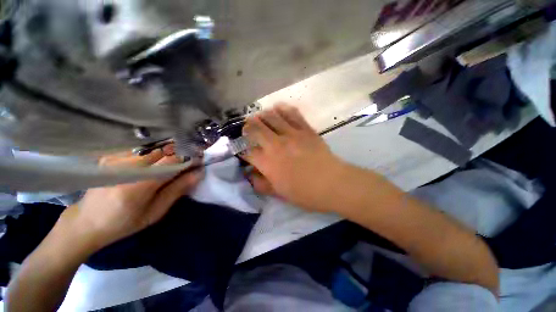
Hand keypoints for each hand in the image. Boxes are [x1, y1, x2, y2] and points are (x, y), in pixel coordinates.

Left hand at [63, 148, 203, 249]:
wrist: (86, 221)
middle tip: (191, 158)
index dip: (189, 157)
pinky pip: (142, 146)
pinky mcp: (112, 155)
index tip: (201, 159)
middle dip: (182, 151)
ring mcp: (116, 157)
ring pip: (154, 145)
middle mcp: (125, 166)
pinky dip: (156, 149)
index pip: (172, 160)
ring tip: (177, 158)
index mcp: (137, 184)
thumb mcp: (156, 211)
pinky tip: (159, 157)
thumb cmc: (124, 222)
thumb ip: (178, 189)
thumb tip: (199, 172)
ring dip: (171, 149)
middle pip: (164, 148)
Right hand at [242, 103, 346, 211]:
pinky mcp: (306, 129)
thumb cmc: (305, 193)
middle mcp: (276, 145)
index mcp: (268, 163)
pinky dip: (282, 109)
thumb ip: (261, 184)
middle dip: (247, 126)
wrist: (332, 183)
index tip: (242, 148)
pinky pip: (292, 113)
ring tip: (260, 117)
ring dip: (262, 115)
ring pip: (271, 116)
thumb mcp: (279, 194)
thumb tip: (250, 175)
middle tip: (248, 128)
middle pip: (255, 127)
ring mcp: (292, 134)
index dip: (241, 149)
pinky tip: (278, 109)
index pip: (246, 151)